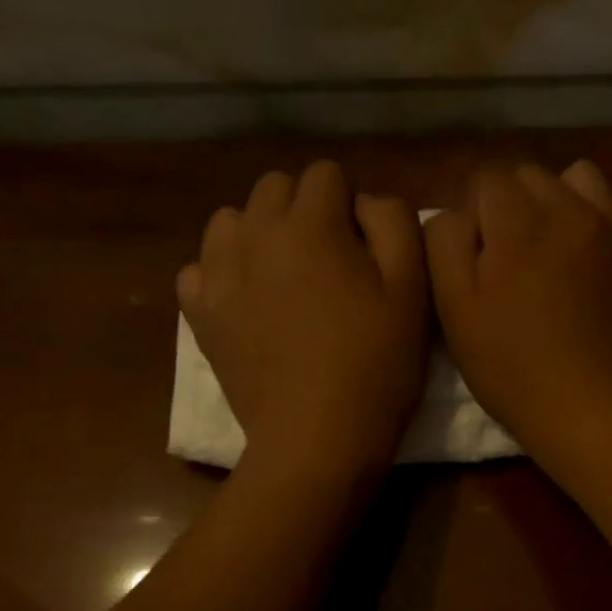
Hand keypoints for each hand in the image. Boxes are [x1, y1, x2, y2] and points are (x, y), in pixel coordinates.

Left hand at [179, 161, 428, 481]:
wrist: (317, 437)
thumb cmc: (375, 364)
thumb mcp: (412, 288)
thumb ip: (393, 222)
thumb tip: (363, 203)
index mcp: (310, 223)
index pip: (326, 174)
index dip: (350, 205)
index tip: (362, 248)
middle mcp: (254, 233)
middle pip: (275, 187)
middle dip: (303, 210)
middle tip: (327, 261)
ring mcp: (218, 272)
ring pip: (232, 220)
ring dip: (259, 234)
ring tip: (282, 276)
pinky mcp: (199, 311)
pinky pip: (200, 267)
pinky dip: (222, 274)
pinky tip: (247, 302)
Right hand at [426, 160, 611, 456]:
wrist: (585, 406)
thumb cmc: (509, 364)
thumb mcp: (453, 308)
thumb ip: (445, 243)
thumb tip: (459, 213)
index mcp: (518, 223)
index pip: (487, 178)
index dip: (473, 214)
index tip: (473, 256)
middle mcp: (569, 209)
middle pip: (530, 174)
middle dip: (509, 203)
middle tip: (504, 256)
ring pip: (580, 176)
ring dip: (557, 198)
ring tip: (548, 241)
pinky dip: (610, 211)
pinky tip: (594, 242)